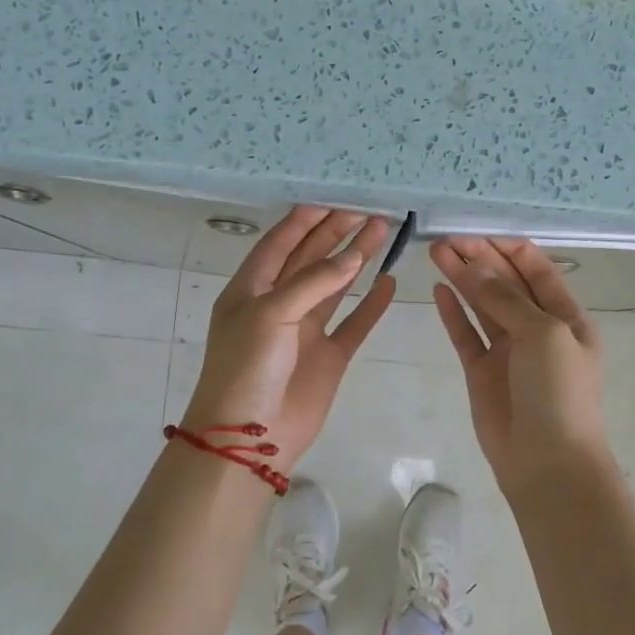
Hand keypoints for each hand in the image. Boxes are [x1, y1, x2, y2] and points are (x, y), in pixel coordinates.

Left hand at [182, 207, 395, 472]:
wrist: (249, 436)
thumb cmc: (247, 367)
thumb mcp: (270, 314)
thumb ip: (313, 282)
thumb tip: (353, 255)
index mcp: (251, 289)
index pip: (280, 243)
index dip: (306, 220)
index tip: (335, 198)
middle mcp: (278, 304)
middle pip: (310, 259)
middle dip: (337, 234)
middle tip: (369, 210)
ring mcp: (304, 331)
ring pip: (335, 286)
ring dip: (356, 260)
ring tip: (383, 232)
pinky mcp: (328, 356)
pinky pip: (353, 324)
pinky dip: (370, 305)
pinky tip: (388, 283)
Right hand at [430, 236, 612, 493]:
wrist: (547, 462)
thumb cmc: (558, 392)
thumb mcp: (543, 334)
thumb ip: (505, 298)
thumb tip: (473, 266)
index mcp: (565, 316)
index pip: (535, 269)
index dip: (506, 248)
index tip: (475, 232)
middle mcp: (537, 328)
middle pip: (505, 282)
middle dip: (479, 258)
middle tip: (446, 239)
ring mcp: (508, 350)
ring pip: (482, 304)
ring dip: (462, 278)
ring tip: (435, 252)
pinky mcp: (482, 371)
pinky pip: (465, 334)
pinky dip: (453, 312)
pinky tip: (439, 289)